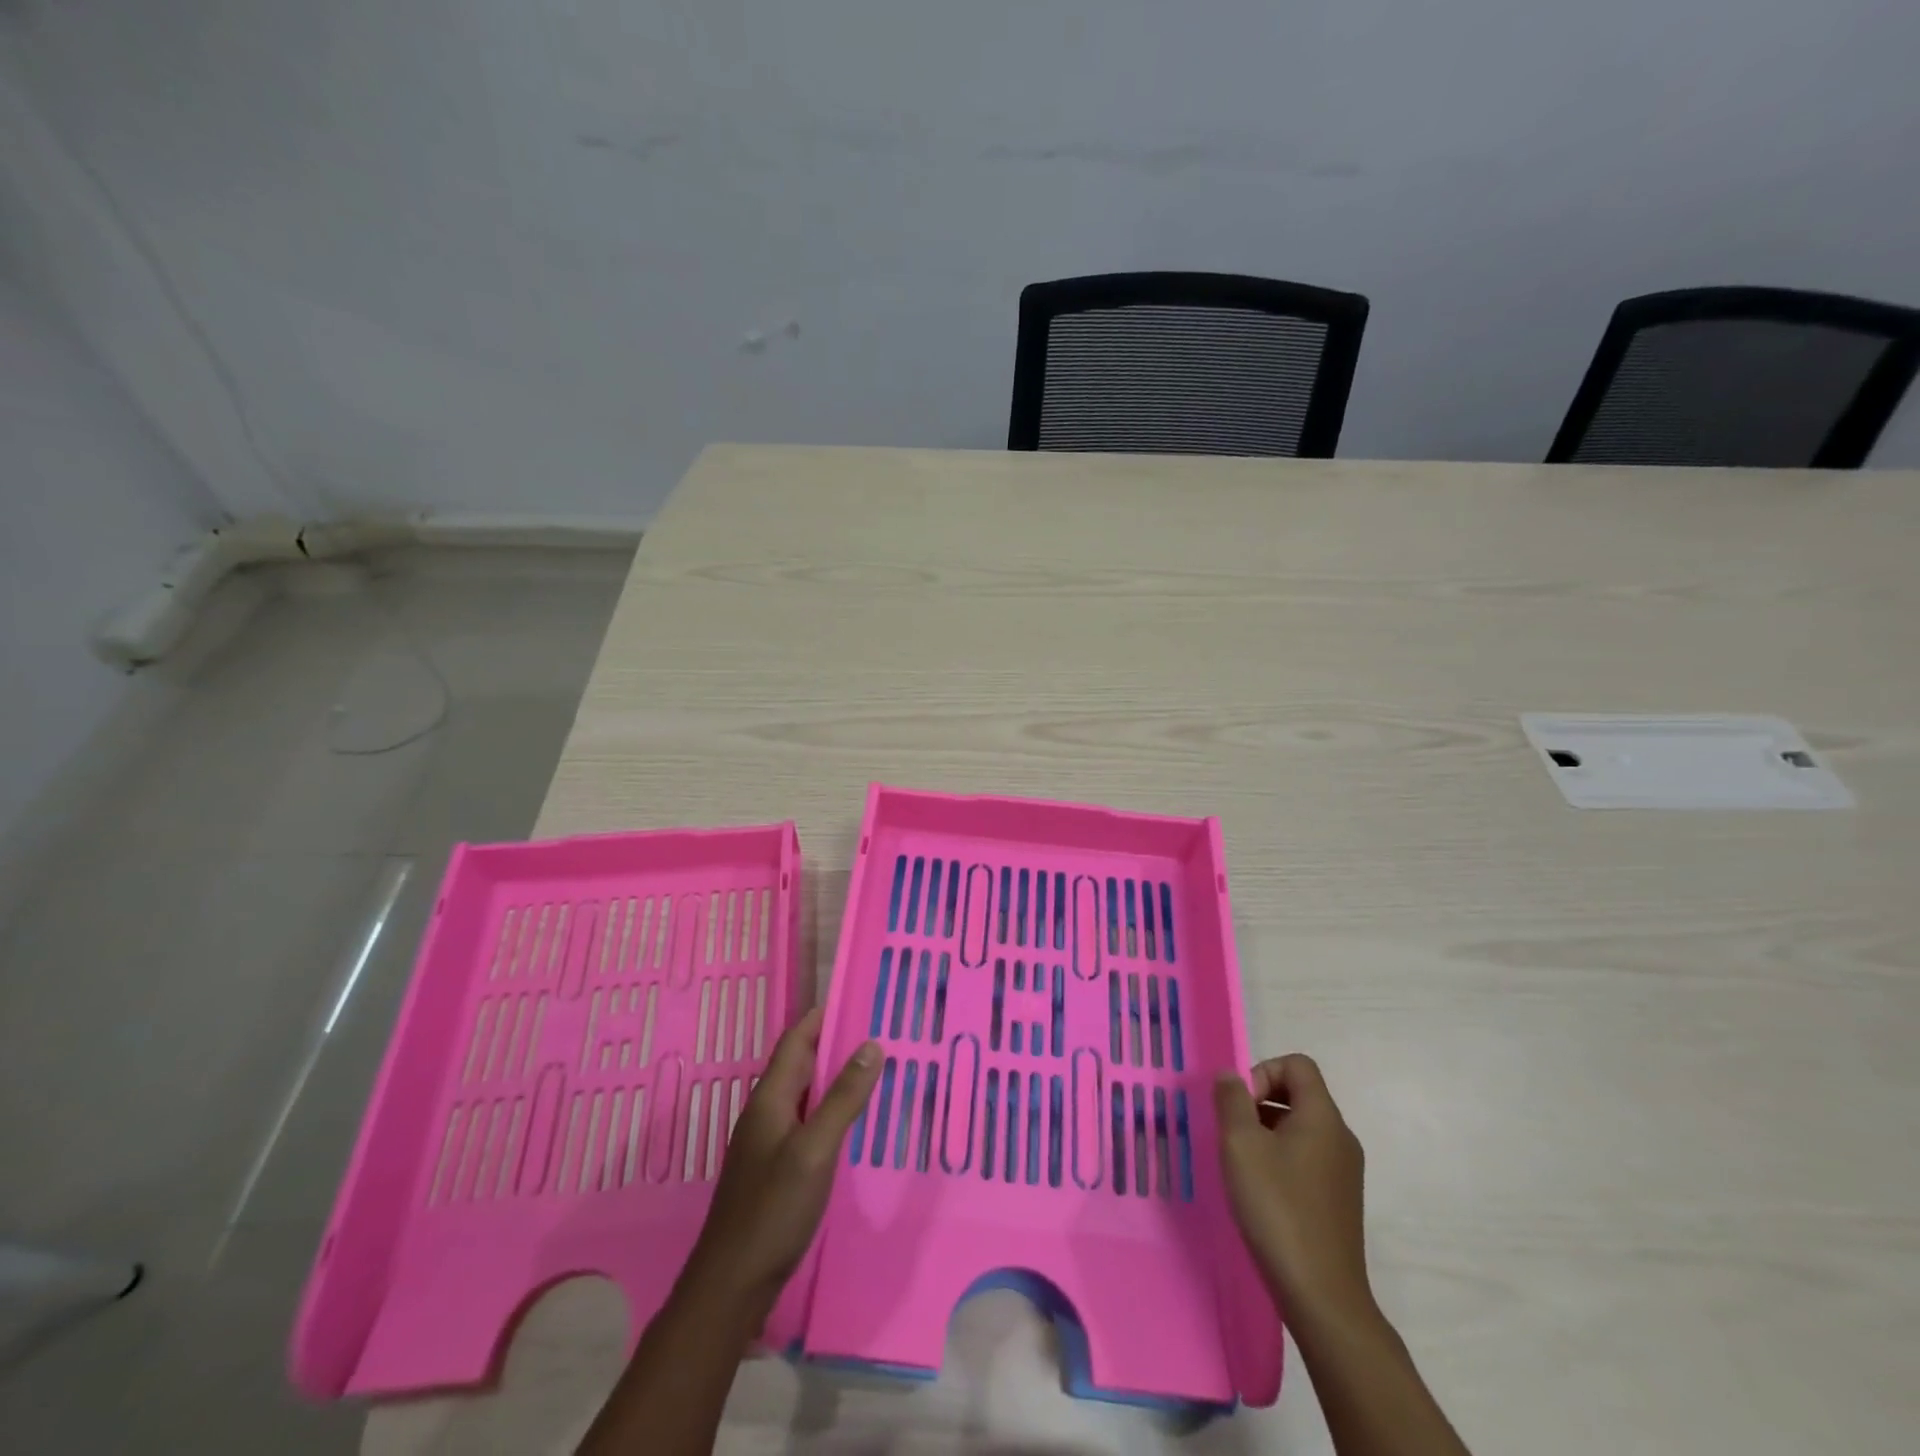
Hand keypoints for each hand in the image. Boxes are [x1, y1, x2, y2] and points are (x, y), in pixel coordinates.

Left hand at [678, 1007, 880, 1315]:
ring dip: (832, 1079)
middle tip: (875, 1034)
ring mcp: (766, 1143)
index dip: (821, 1018)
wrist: (731, 1284)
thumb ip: (843, 1098)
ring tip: (871, 1072)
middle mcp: (765, 1113)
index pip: (795, 1041)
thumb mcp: (815, 1149)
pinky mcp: (773, 1170)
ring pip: (803, 1095)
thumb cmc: (773, 1210)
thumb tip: (871, 1045)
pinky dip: (828, 1111)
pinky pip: (804, 1123)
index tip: (856, 1000)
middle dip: (832, 1045)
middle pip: (799, 1065)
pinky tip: (850, 1124)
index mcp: (770, 1099)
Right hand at [1214, 1053, 1371, 1320]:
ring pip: (1300, 1128)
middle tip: (1233, 1133)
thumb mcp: (1241, 1146)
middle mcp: (1340, 1137)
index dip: (1263, 1071)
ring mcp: (1344, 1171)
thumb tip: (1231, 1076)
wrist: (1322, 1296)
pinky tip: (1260, 1191)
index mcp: (1323, 1117)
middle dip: (1260, 1102)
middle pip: (1299, 1094)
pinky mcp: (1339, 1200)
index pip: (1297, 1065)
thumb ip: (1231, 1100)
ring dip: (1267, 1132)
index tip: (1240, 1105)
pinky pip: (1307, 1158)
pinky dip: (1280, 1159)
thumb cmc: (1278, 1208)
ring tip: (1241, 1164)